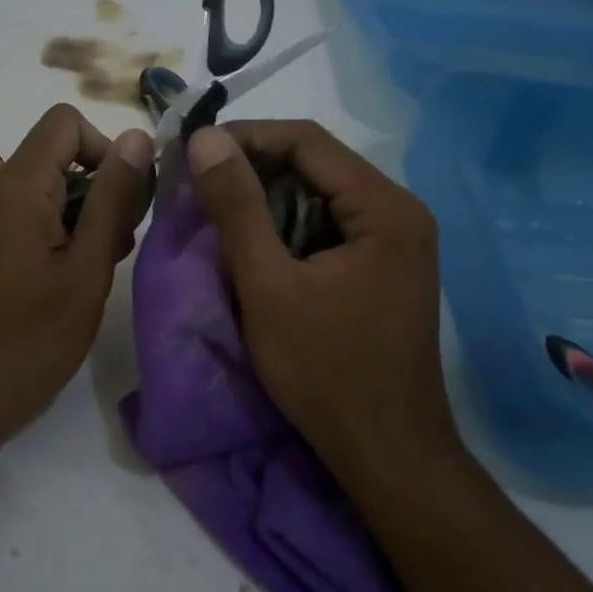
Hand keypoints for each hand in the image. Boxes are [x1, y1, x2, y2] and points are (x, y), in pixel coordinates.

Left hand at [0, 105, 154, 445]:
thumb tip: (136, 136)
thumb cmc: (27, 342)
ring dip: (79, 217)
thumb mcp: (86, 270)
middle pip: (56, 157)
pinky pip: (21, 215)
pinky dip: (53, 233)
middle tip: (117, 250)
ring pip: (42, 189)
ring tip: (93, 273)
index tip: (126, 200)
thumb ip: (114, 199)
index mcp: (15, 186)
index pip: (65, 123)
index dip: (106, 149)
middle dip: (98, 191)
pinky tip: (64, 282)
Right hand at [184, 121, 455, 474]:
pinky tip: (254, 245)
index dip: (245, 137)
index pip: (307, 141)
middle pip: (316, 164)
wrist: (387, 454)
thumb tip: (205, 139)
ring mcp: (397, 241)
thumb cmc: (326, 371)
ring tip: (216, 212)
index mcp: (384, 207)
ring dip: (266, 198)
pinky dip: (287, 226)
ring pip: (319, 194)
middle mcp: (400, 211)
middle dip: (253, 168)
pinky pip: (329, 225)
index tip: (192, 153)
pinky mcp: (384, 266)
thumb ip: (237, 207)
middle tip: (196, 184)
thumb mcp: (268, 286)